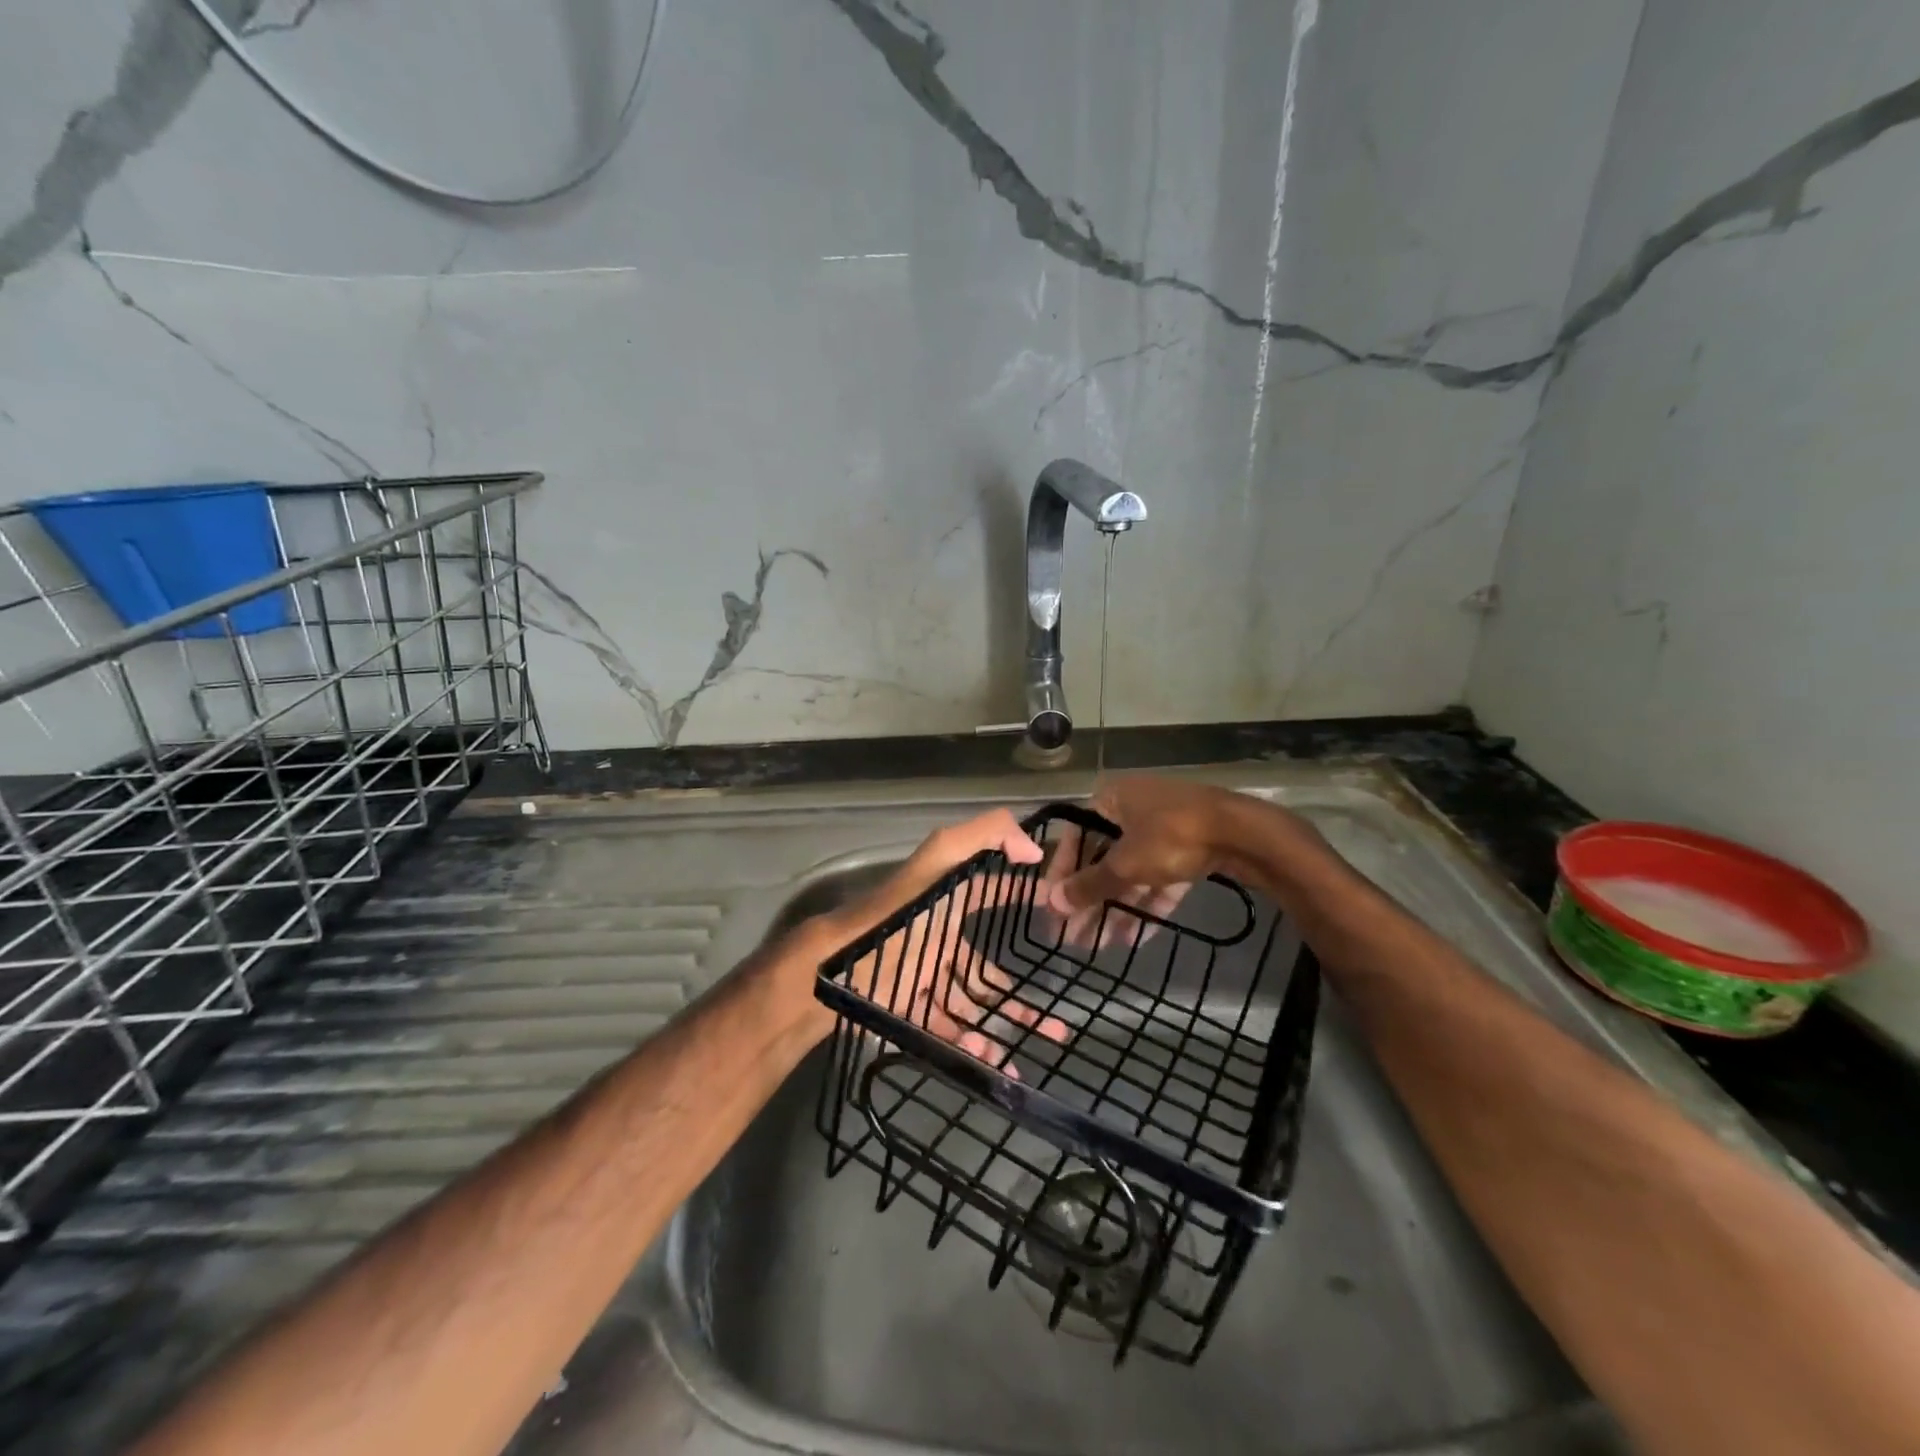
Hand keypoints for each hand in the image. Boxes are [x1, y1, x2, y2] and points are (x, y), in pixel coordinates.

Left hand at [813, 809, 1071, 1073]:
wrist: (840, 968)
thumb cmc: (899, 916)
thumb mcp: (941, 860)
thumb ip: (985, 836)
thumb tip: (1033, 848)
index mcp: (947, 906)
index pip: (989, 894)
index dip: (1018, 897)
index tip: (1055, 910)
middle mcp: (939, 944)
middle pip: (988, 971)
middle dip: (1021, 995)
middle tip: (1058, 1023)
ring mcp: (925, 982)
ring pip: (974, 1007)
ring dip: (1006, 1026)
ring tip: (1042, 1046)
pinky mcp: (911, 1013)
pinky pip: (949, 1034)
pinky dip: (975, 1050)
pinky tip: (998, 1064)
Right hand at [1044, 776, 1254, 939]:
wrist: (1244, 832)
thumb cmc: (1172, 836)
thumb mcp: (1125, 863)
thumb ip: (1089, 885)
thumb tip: (1052, 904)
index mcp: (1110, 799)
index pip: (1075, 839)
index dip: (1061, 876)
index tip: (1052, 910)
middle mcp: (1133, 809)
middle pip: (1102, 859)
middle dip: (1089, 901)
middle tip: (1073, 938)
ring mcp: (1164, 829)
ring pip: (1131, 873)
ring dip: (1115, 909)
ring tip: (1099, 947)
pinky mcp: (1189, 849)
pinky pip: (1158, 879)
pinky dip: (1145, 905)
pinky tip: (1132, 939)